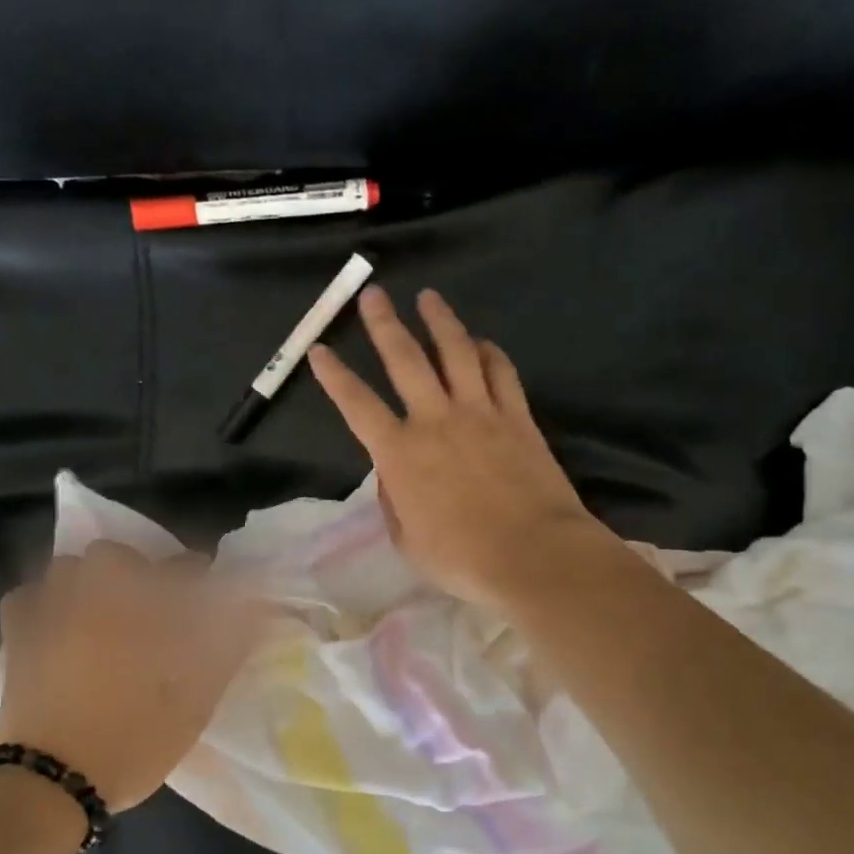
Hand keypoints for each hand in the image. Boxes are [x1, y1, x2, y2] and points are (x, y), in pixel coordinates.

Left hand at [0, 542, 263, 811]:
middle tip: (150, 608)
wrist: (54, 782)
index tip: (205, 595)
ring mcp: (48, 612)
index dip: (197, 576)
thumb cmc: (132, 742)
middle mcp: (94, 598)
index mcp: (141, 611)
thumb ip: (225, 652)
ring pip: (68, 567)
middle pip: (116, 555)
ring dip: (90, 579)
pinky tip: (56, 623)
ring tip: (102, 612)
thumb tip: (254, 614)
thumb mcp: (194, 704)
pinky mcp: (16, 635)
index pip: (180, 569)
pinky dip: (43, 600)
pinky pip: (26, 596)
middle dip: (138, 570)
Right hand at [308, 285, 610, 611]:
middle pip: (405, 360)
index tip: (319, 349)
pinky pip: (501, 372)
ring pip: (457, 352)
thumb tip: (393, 475)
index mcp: (400, 453)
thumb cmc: (462, 559)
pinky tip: (481, 342)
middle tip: (373, 294)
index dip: (334, 376)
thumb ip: (394, 501)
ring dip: (440, 321)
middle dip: (385, 324)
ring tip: (429, 297)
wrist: (534, 555)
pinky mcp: (517, 418)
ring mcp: (481, 413)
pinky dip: (489, 352)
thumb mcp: (407, 541)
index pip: (357, 405)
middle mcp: (436, 420)